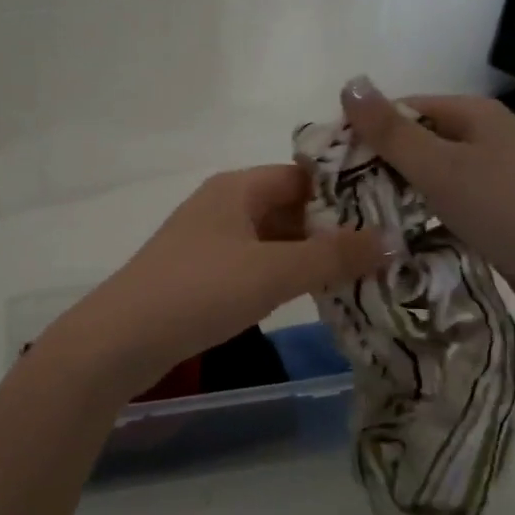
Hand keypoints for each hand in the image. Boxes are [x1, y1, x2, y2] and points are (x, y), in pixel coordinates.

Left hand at [43, 165, 396, 395]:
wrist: (122, 338)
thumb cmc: (201, 290)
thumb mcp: (274, 272)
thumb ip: (334, 257)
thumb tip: (392, 240)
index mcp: (238, 188)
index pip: (303, 175)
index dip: (345, 191)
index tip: (388, 212)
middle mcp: (223, 205)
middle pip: (289, 207)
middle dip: (332, 229)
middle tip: (384, 250)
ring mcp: (209, 241)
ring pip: (272, 239)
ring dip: (309, 255)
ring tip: (361, 274)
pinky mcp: (201, 274)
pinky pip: (254, 264)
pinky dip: (283, 275)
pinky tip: (311, 295)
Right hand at [340, 75, 514, 336]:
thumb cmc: (507, 210)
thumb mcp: (440, 167)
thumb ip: (391, 131)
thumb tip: (349, 82)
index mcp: (473, 114)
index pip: (403, 109)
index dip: (364, 131)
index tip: (327, 167)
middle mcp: (485, 138)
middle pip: (417, 143)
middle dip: (378, 167)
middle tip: (338, 200)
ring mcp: (496, 177)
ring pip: (431, 178)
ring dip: (399, 196)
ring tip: (359, 221)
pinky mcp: (500, 213)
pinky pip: (449, 207)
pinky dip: (425, 218)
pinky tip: (400, 240)